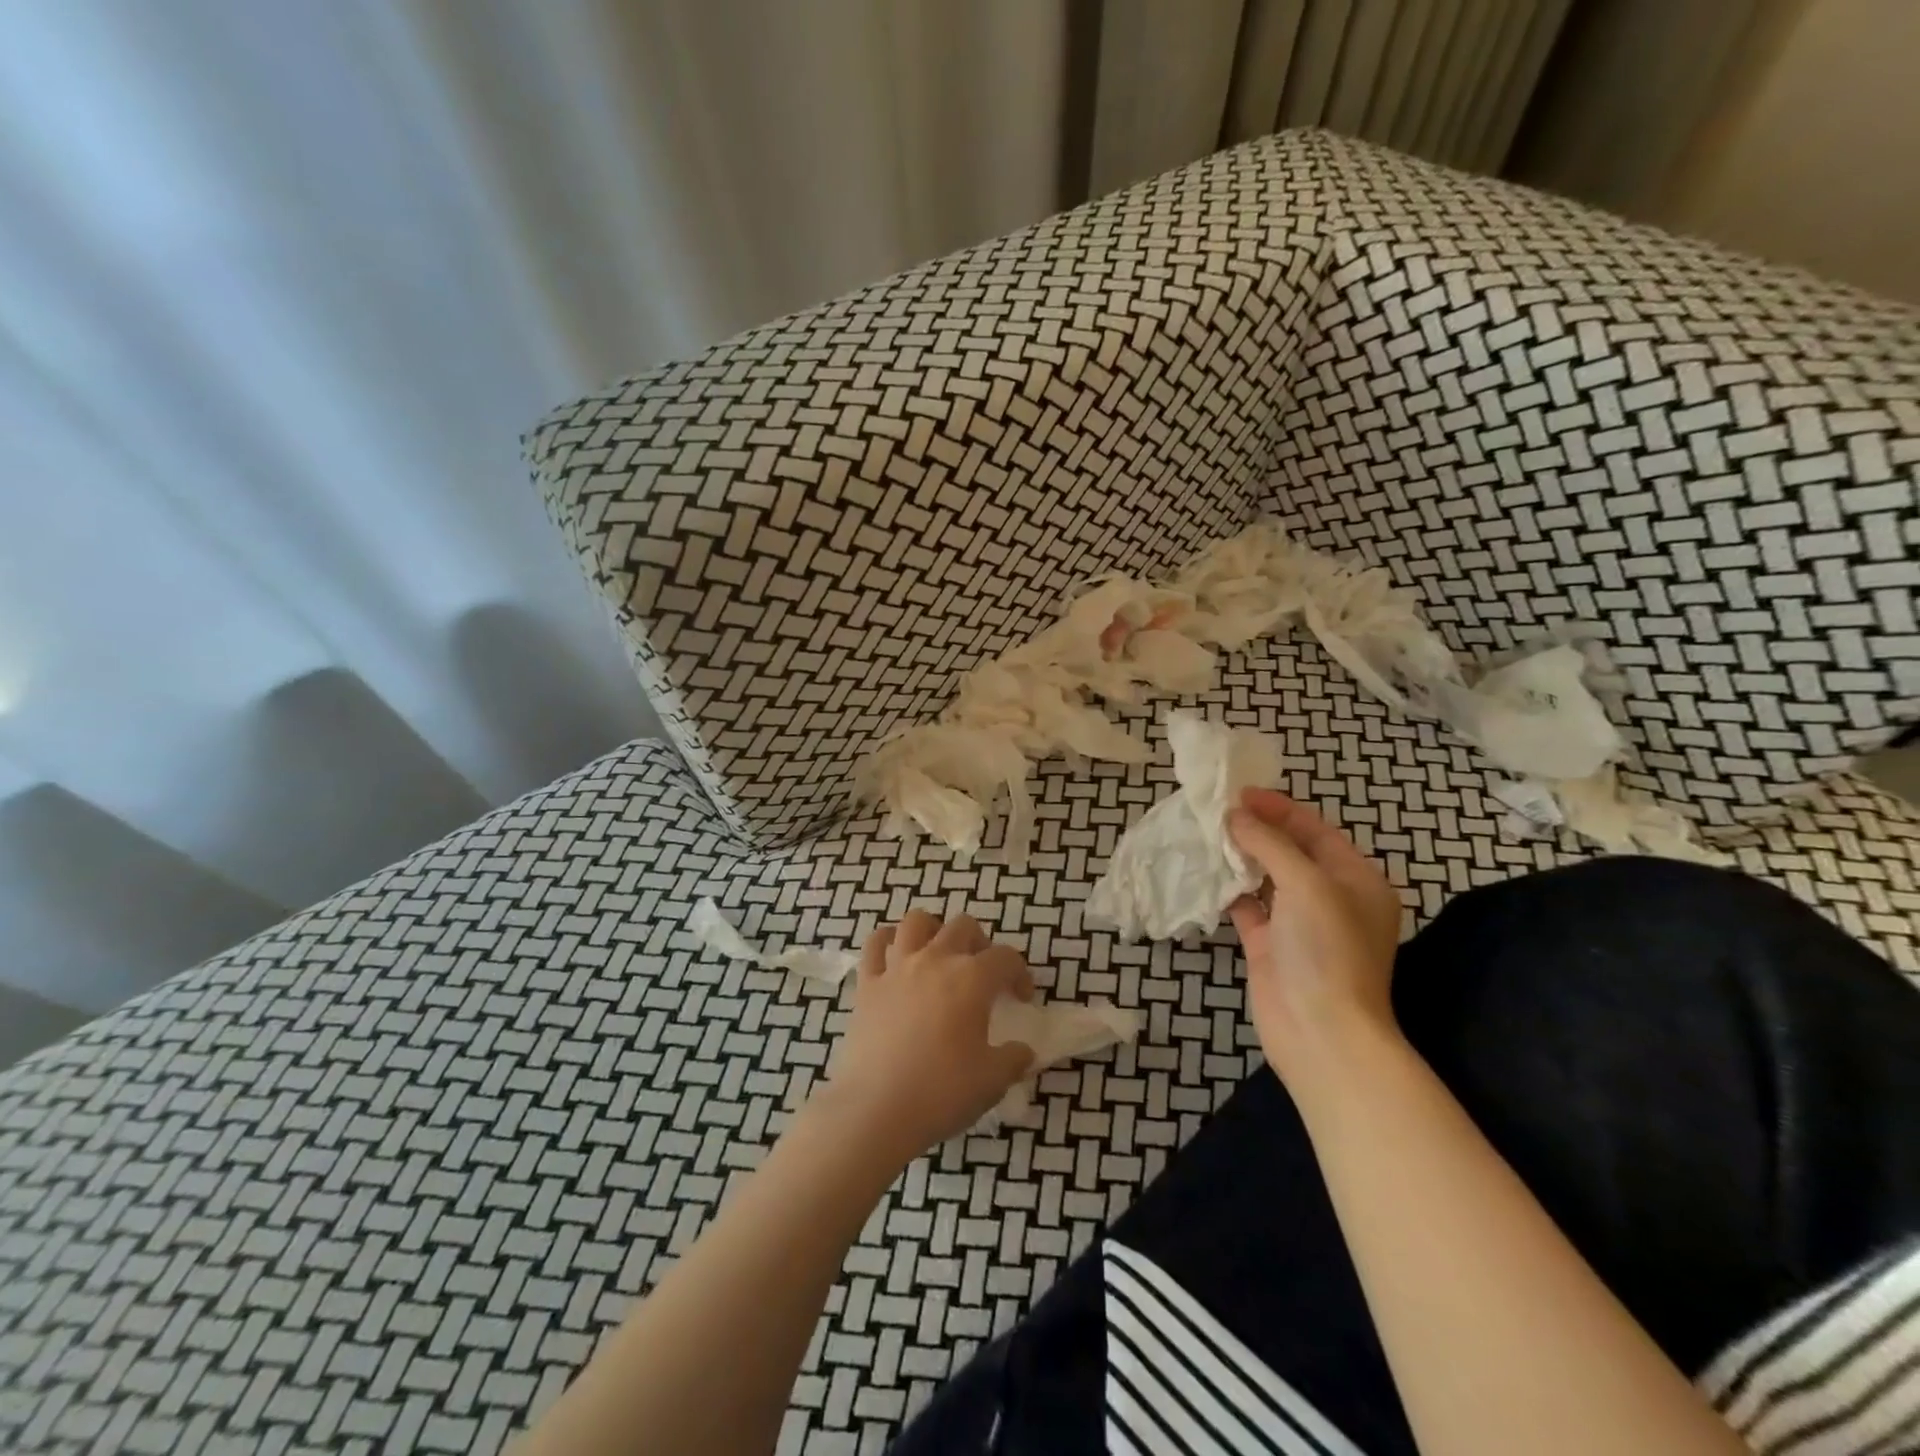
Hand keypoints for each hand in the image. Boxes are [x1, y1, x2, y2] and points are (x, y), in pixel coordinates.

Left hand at [816, 910, 1035, 1164]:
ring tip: (939, 953)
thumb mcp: (992, 1081)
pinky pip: (875, 944)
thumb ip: (1013, 1060)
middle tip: (983, 973)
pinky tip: (895, 956)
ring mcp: (898, 967)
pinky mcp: (867, 983)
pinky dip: (887, 941)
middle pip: (963, 927)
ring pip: (917, 922)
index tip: (1021, 998)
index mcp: (972, 979)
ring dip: (933, 929)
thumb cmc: (941, 1092)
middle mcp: (935, 960)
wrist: (876, 1109)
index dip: (1020, 973)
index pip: (1006, 958)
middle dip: (980, 943)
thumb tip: (1023, 1052)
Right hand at [1227, 788, 1404, 1084]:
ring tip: (1205, 834)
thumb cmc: (1326, 950)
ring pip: (1266, 877)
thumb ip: (1270, 844)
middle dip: (1256, 829)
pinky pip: (1247, 906)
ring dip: (1239, 857)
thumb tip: (1235, 815)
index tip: (1239, 793)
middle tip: (1216, 810)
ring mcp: (1298, 923)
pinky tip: (1205, 873)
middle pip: (1290, 851)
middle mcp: (1329, 898)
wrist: (1321, 1033)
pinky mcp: (1269, 945)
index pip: (1316, 831)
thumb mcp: (1306, 884)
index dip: (1280, 808)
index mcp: (1356, 880)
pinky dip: (1229, 889)